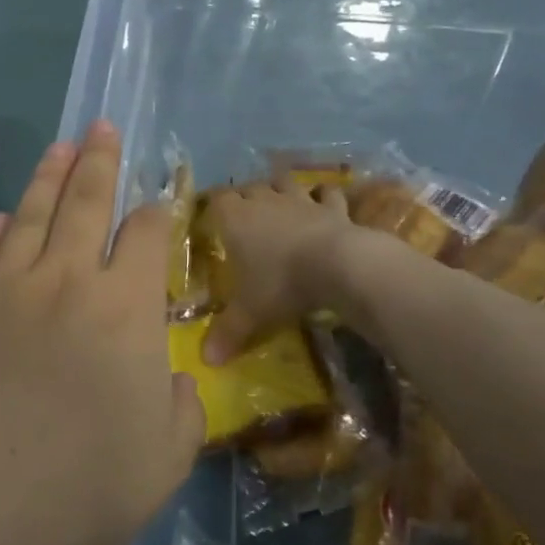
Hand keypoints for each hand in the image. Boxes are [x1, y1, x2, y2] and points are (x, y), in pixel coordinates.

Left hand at [0, 122, 204, 544]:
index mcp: (125, 309)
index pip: (146, 237)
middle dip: (99, 161)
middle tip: (101, 127)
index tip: (156, 204)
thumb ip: (182, 410)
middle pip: (86, 203)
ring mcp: (4, 288)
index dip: (155, 214)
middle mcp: (66, 280)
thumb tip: (178, 379)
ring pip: (32, 215)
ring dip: (49, 177)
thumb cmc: (82, 490)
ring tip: (61, 147)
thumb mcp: (165, 461)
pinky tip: (4, 216)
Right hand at [202, 177, 354, 361]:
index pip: (215, 199)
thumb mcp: (250, 313)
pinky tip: (323, 202)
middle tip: (243, 217)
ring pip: (284, 183)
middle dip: (244, 197)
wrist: (338, 265)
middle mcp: (264, 201)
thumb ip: (227, 333)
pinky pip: (327, 193)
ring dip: (279, 189)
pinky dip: (323, 196)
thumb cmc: (282, 283)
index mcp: (235, 218)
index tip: (211, 218)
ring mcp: (300, 200)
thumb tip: (205, 361)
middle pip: (248, 187)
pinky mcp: (333, 206)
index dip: (212, 206)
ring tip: (278, 203)